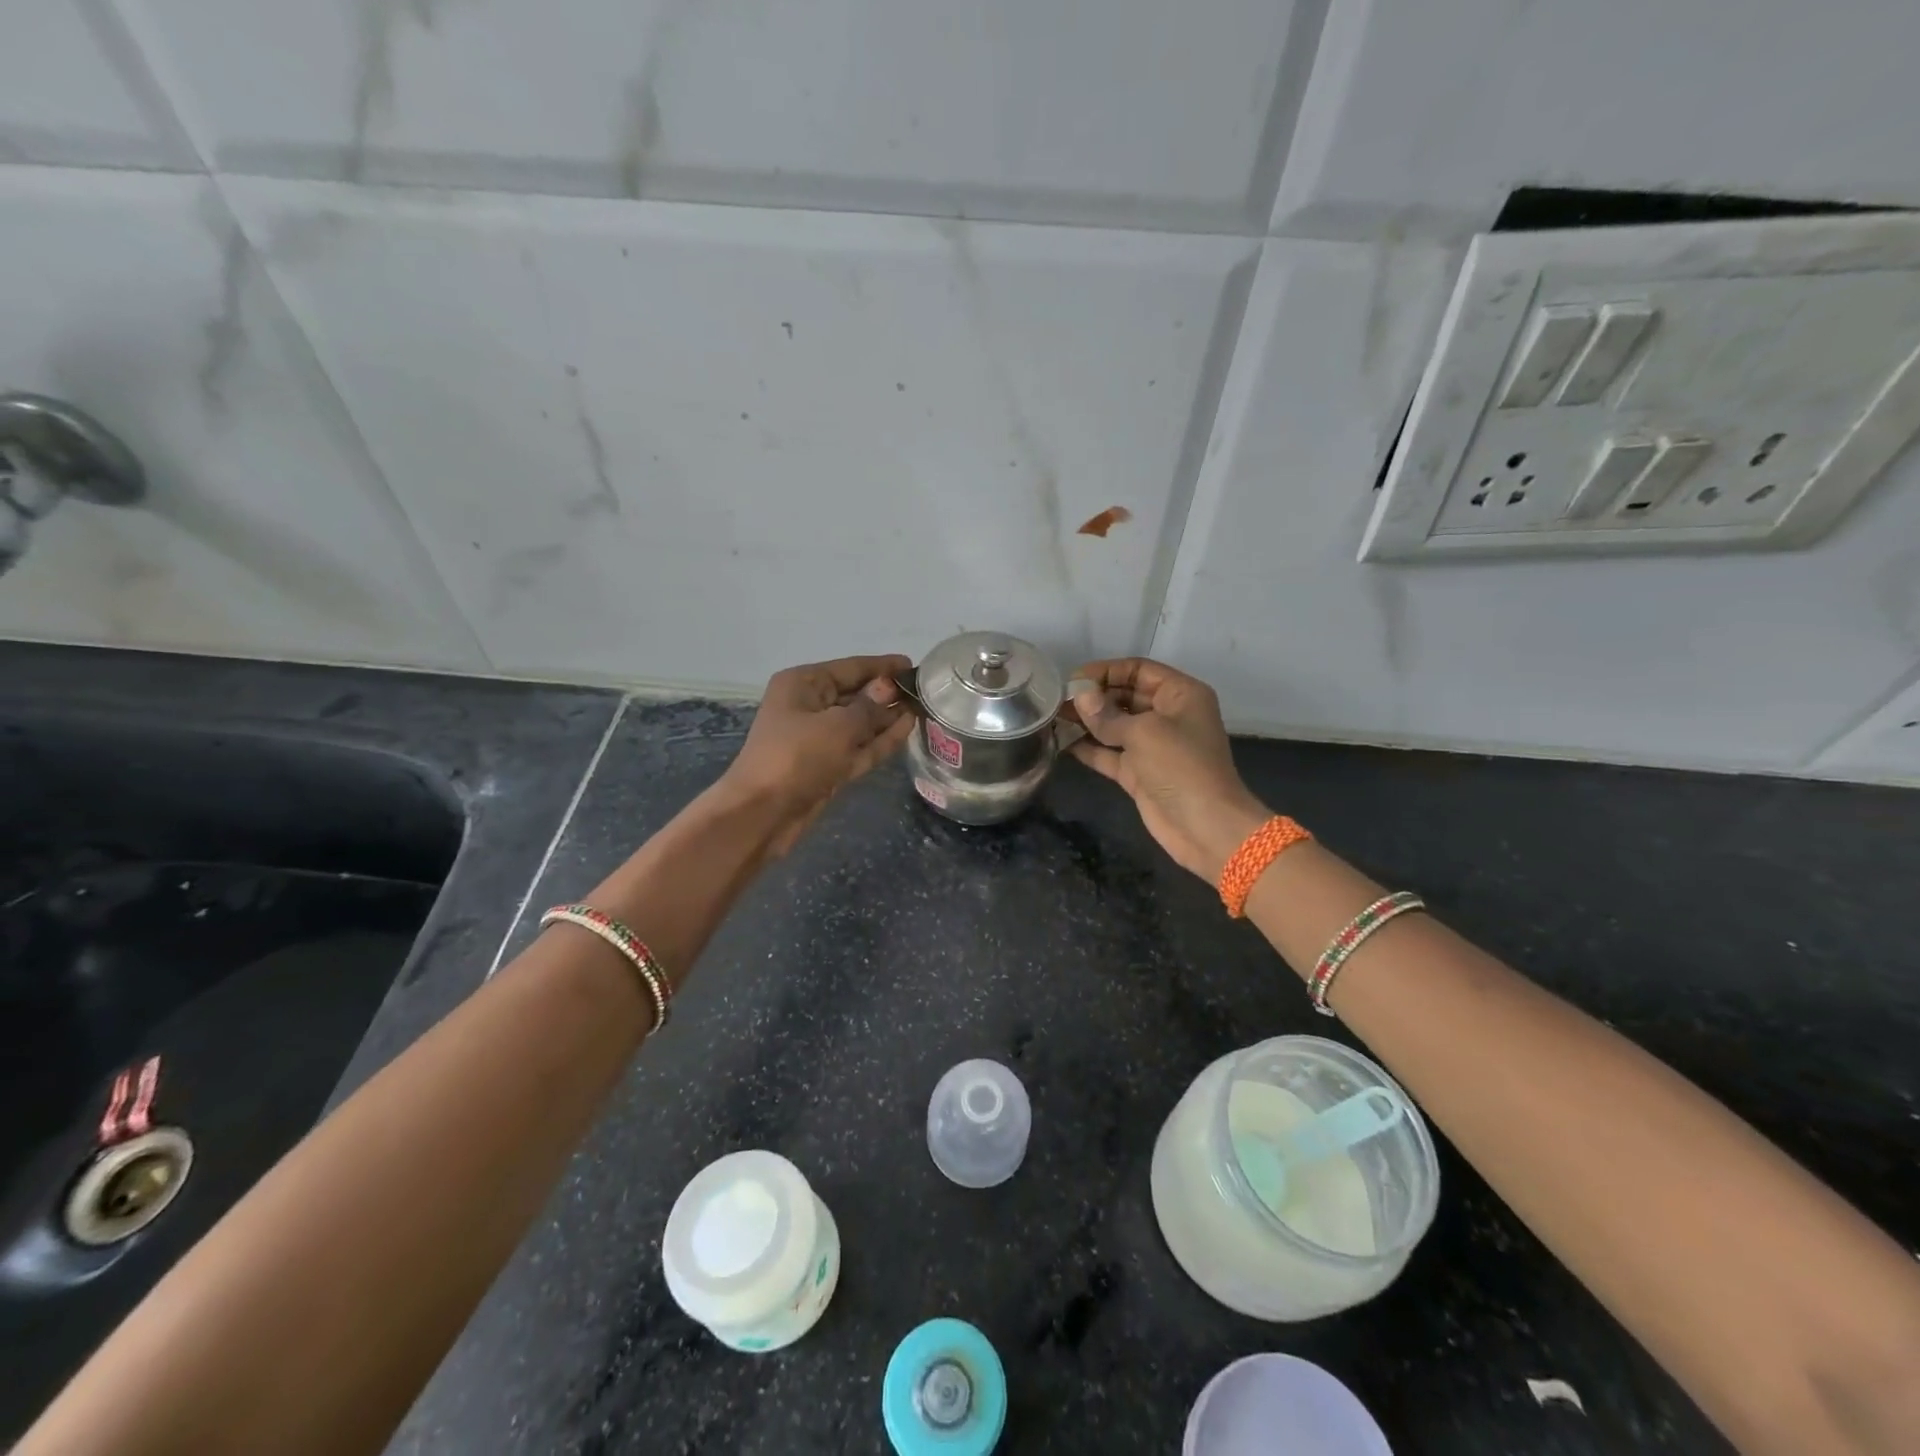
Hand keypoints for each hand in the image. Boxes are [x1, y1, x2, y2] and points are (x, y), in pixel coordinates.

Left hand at [720, 654, 914, 854]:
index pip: (850, 668)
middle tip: (925, 691)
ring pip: (860, 723)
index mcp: (803, 684)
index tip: (914, 665)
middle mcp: (810, 706)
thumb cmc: (796, 756)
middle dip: (887, 693)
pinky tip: (907, 729)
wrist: (763, 813)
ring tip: (922, 708)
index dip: (882, 666)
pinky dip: (881, 740)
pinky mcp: (828, 766)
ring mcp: (819, 739)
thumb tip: (889, 689)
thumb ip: (870, 707)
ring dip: (888, 717)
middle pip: (856, 694)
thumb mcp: (839, 725)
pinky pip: (859, 747)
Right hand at [1065, 657, 1269, 880]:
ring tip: (1053, 717)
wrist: (1205, 826)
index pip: (1139, 670)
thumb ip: (1107, 715)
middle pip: (1125, 695)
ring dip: (1087, 721)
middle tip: (1057, 700)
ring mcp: (1153, 746)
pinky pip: (1109, 753)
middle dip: (1093, 697)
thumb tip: (1079, 697)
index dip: (1106, 671)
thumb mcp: (1144, 733)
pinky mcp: (1139, 773)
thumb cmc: (1181, 767)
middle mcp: (1167, 715)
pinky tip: (1062, 742)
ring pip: (1115, 725)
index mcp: (1180, 695)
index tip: (1072, 680)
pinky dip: (1088, 748)